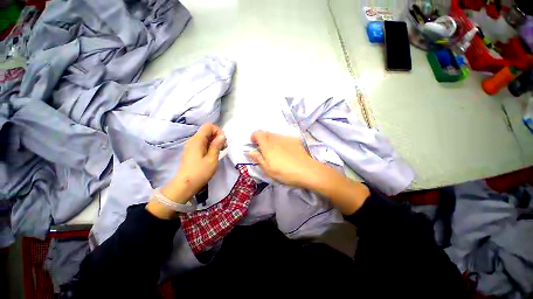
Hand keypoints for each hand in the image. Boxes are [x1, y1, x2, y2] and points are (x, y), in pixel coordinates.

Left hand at [161, 123, 225, 203]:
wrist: (185, 185)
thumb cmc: (200, 172)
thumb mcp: (212, 159)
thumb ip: (217, 145)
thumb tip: (222, 135)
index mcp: (197, 140)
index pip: (209, 126)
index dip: (218, 131)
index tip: (223, 141)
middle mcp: (193, 140)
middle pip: (207, 131)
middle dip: (217, 136)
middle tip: (223, 147)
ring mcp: (191, 146)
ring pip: (205, 137)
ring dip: (214, 142)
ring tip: (220, 151)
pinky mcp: (192, 152)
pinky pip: (202, 143)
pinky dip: (210, 146)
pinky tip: (213, 154)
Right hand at [249, 131, 324, 187]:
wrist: (307, 171)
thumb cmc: (285, 173)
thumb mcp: (268, 170)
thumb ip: (258, 159)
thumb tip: (250, 151)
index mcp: (267, 146)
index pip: (257, 133)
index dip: (254, 136)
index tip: (254, 144)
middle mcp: (276, 138)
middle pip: (266, 133)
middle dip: (262, 139)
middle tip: (265, 150)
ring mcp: (286, 138)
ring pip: (275, 135)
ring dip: (271, 140)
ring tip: (276, 152)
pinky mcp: (294, 139)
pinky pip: (284, 137)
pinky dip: (281, 141)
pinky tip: (286, 151)